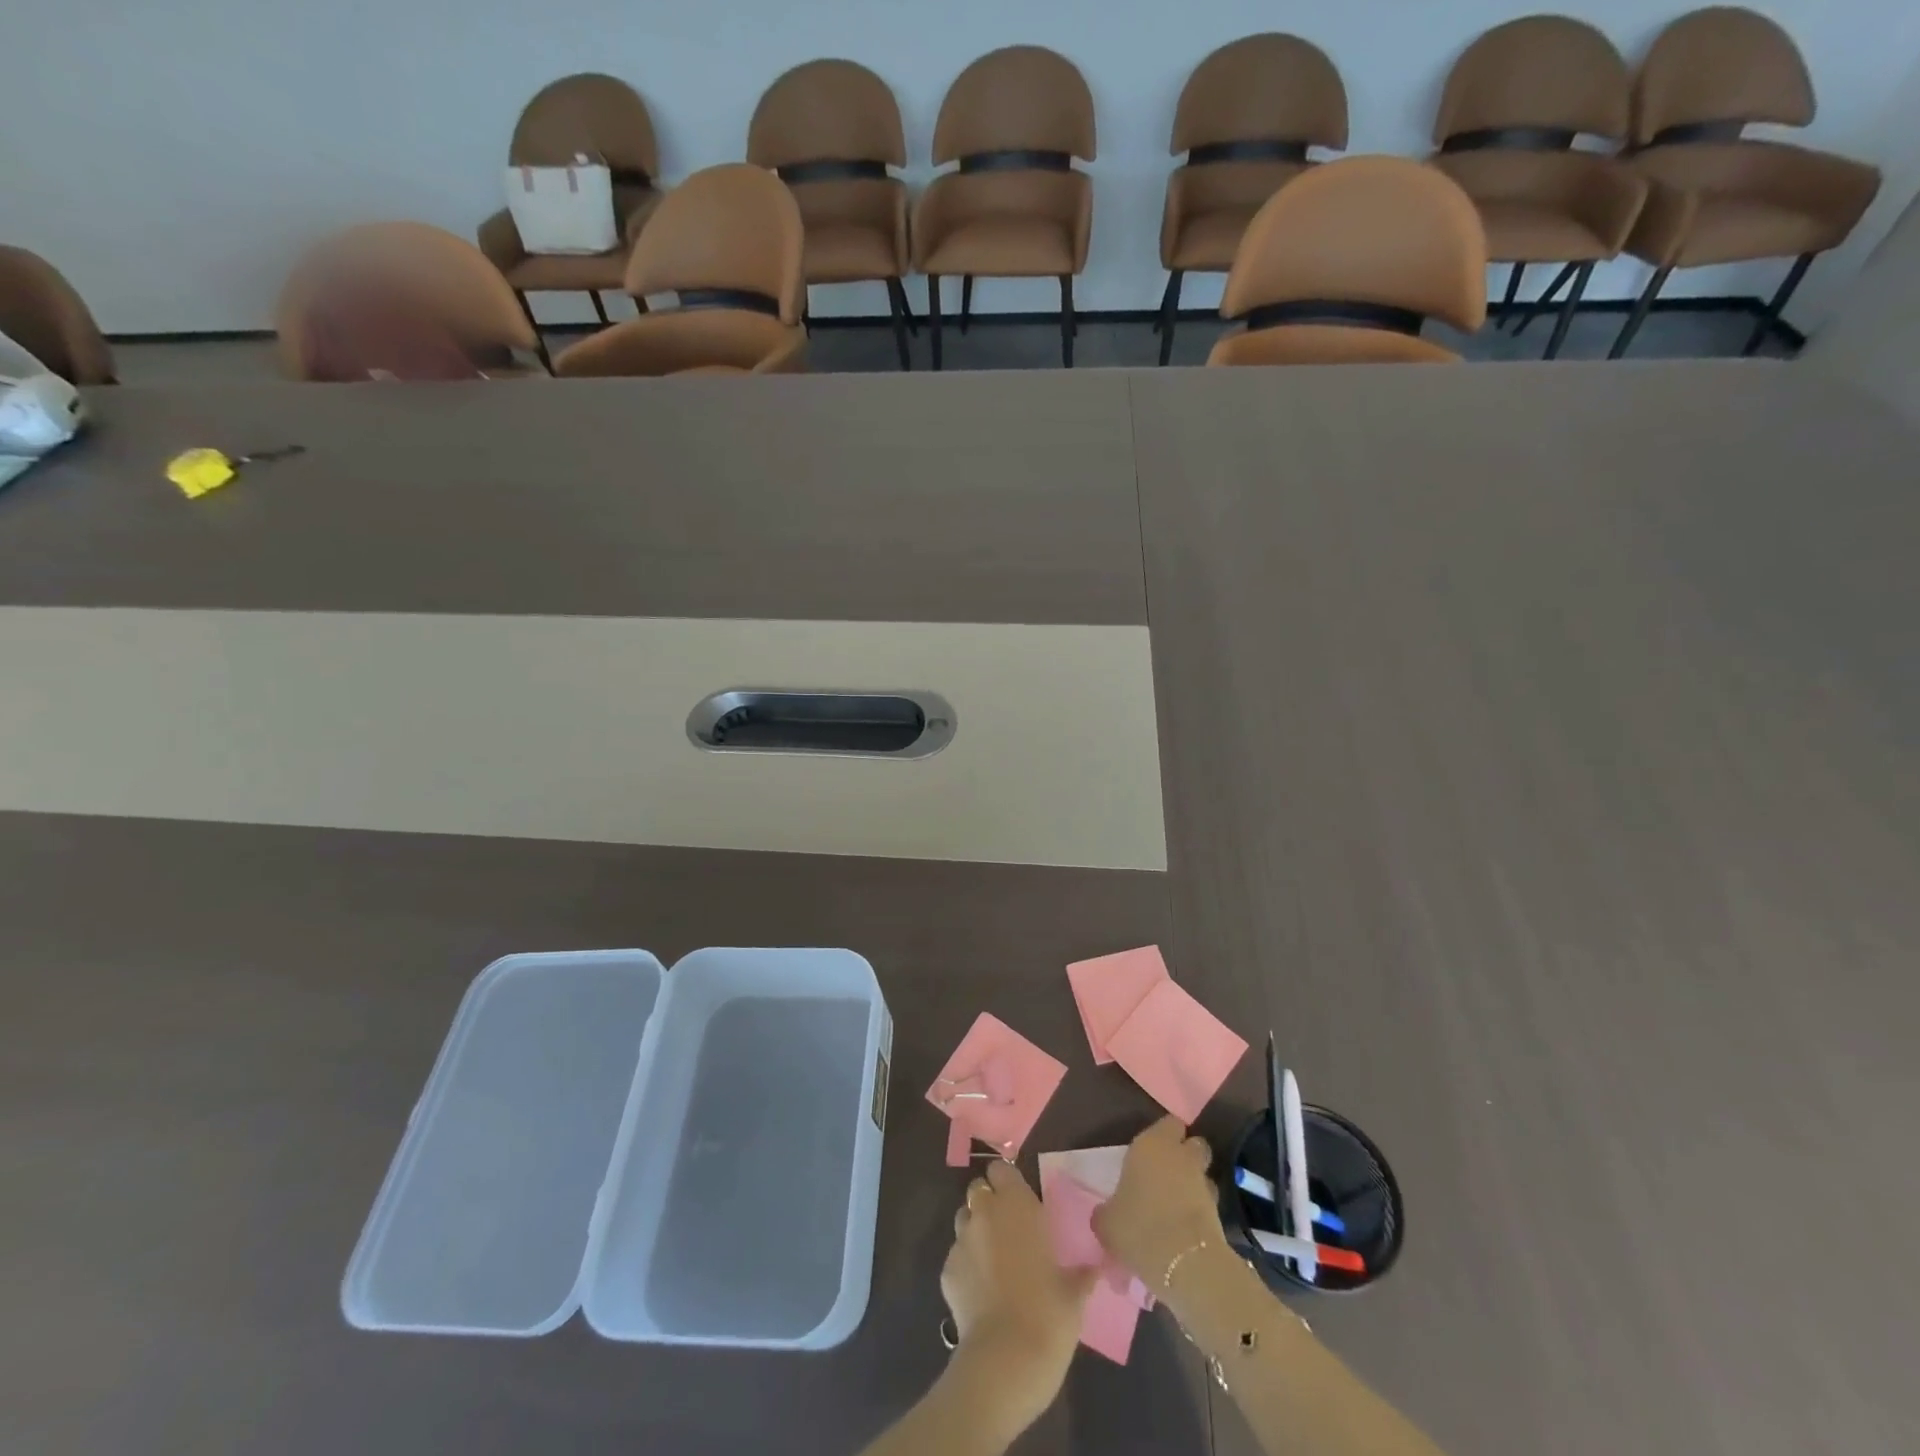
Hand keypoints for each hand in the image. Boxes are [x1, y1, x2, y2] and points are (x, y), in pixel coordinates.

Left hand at [941, 1159, 1095, 1429]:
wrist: (1006, 1359)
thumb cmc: (1049, 1315)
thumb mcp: (1075, 1292)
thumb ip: (1081, 1272)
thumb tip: (1095, 1268)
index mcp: (1017, 1205)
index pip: (1001, 1169)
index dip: (1007, 1182)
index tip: (1019, 1201)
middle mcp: (985, 1213)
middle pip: (979, 1190)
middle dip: (990, 1204)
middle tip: (1008, 1230)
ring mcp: (961, 1240)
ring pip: (964, 1219)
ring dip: (976, 1231)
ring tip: (993, 1260)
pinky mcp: (946, 1270)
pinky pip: (956, 1256)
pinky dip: (966, 1265)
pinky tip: (981, 1292)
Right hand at [1092, 1117, 1224, 1306]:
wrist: (1186, 1265)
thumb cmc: (1139, 1228)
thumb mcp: (1106, 1221)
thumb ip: (1106, 1210)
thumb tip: (1107, 1213)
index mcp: (1151, 1145)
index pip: (1169, 1123)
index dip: (1164, 1134)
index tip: (1152, 1149)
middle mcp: (1181, 1156)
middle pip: (1192, 1144)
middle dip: (1185, 1154)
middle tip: (1166, 1172)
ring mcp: (1204, 1183)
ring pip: (1202, 1173)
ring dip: (1194, 1183)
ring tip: (1177, 1202)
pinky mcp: (1220, 1212)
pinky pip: (1208, 1202)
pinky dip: (1200, 1209)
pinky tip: (1185, 1225)